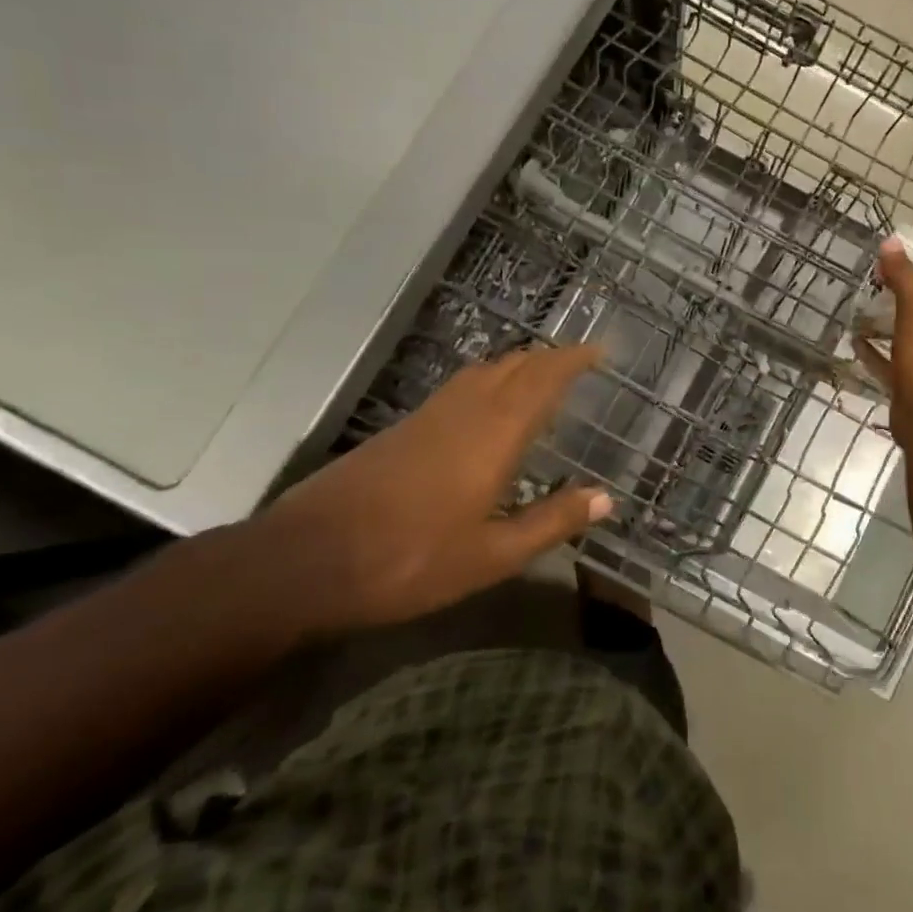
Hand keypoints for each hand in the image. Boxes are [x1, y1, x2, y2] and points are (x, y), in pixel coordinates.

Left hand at [255, 344, 611, 634]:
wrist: (307, 560)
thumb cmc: (410, 559)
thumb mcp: (492, 555)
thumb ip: (551, 522)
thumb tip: (605, 498)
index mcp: (494, 433)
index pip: (543, 378)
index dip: (573, 360)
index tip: (599, 351)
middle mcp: (464, 411)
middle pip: (513, 365)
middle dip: (549, 358)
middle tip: (577, 364)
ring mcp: (428, 416)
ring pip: (482, 372)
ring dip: (517, 366)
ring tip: (541, 379)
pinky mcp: (401, 429)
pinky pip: (459, 388)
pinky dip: (488, 383)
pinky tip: (488, 411)